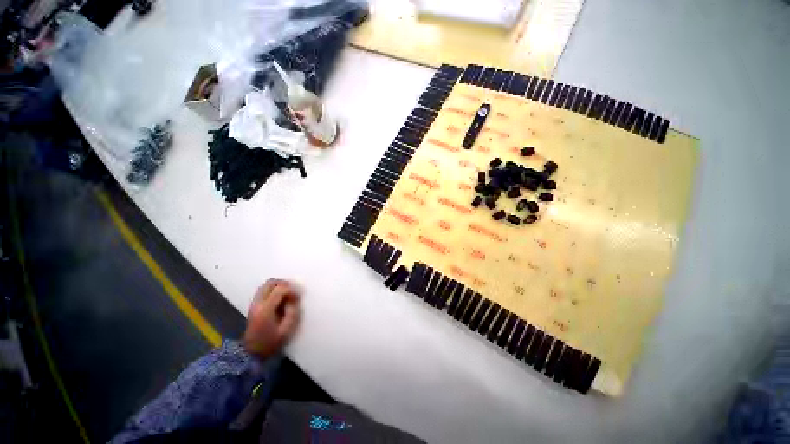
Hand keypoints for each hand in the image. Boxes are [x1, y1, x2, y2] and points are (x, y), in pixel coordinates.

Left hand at [242, 279, 300, 358]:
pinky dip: (273, 290)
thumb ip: (292, 312)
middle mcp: (258, 303)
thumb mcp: (287, 330)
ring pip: (266, 285)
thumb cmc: (271, 343)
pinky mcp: (254, 305)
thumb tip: (295, 298)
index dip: (292, 290)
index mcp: (266, 310)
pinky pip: (264, 290)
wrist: (252, 353)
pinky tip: (280, 298)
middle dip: (284, 284)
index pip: (280, 289)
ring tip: (287, 294)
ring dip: (278, 286)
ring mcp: (254, 304)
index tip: (298, 297)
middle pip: (271, 283)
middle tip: (293, 291)